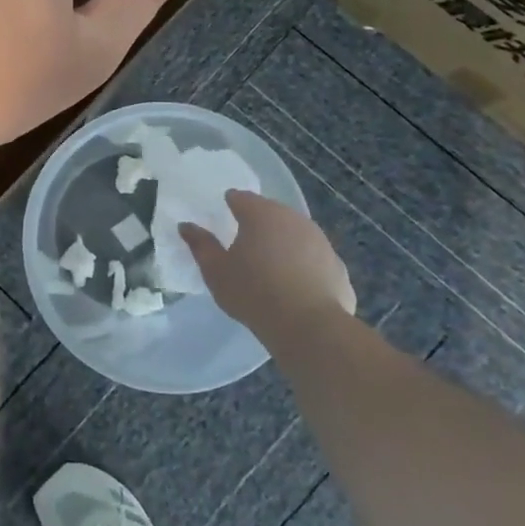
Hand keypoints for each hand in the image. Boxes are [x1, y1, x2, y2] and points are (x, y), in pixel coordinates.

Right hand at [181, 190, 356, 327]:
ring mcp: (321, 242)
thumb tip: (186, 226)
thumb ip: (200, 245)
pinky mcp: (338, 267)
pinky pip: (313, 260)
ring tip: (269, 268)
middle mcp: (294, 219)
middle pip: (271, 213)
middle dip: (258, 224)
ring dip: (282, 244)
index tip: (222, 218)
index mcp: (261, 214)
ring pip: (295, 235)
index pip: (241, 198)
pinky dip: (303, 267)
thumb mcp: (216, 271)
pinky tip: (294, 288)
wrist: (310, 327)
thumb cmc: (254, 293)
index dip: (230, 205)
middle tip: (243, 245)